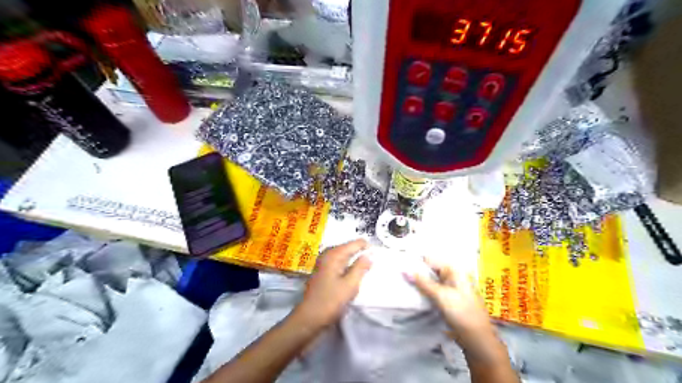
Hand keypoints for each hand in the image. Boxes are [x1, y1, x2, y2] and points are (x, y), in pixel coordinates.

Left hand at [293, 237, 371, 327]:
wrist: (309, 318)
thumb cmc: (330, 301)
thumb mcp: (350, 285)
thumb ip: (361, 268)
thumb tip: (369, 255)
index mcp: (334, 255)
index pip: (354, 243)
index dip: (367, 247)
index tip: (378, 254)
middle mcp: (327, 255)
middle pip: (347, 247)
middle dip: (360, 252)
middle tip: (373, 261)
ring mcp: (323, 263)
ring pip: (342, 256)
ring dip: (353, 259)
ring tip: (365, 267)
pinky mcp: (322, 272)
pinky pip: (338, 263)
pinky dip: (346, 266)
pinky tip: (352, 274)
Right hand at [407, 259, 492, 348]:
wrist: (477, 338)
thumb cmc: (462, 313)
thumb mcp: (441, 295)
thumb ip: (422, 282)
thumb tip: (404, 270)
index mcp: (454, 270)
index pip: (430, 260)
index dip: (415, 263)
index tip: (400, 269)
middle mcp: (452, 276)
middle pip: (430, 270)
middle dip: (416, 274)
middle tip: (399, 278)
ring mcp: (450, 288)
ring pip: (430, 281)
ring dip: (419, 284)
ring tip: (403, 286)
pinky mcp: (448, 299)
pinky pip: (433, 291)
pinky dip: (424, 292)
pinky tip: (413, 296)